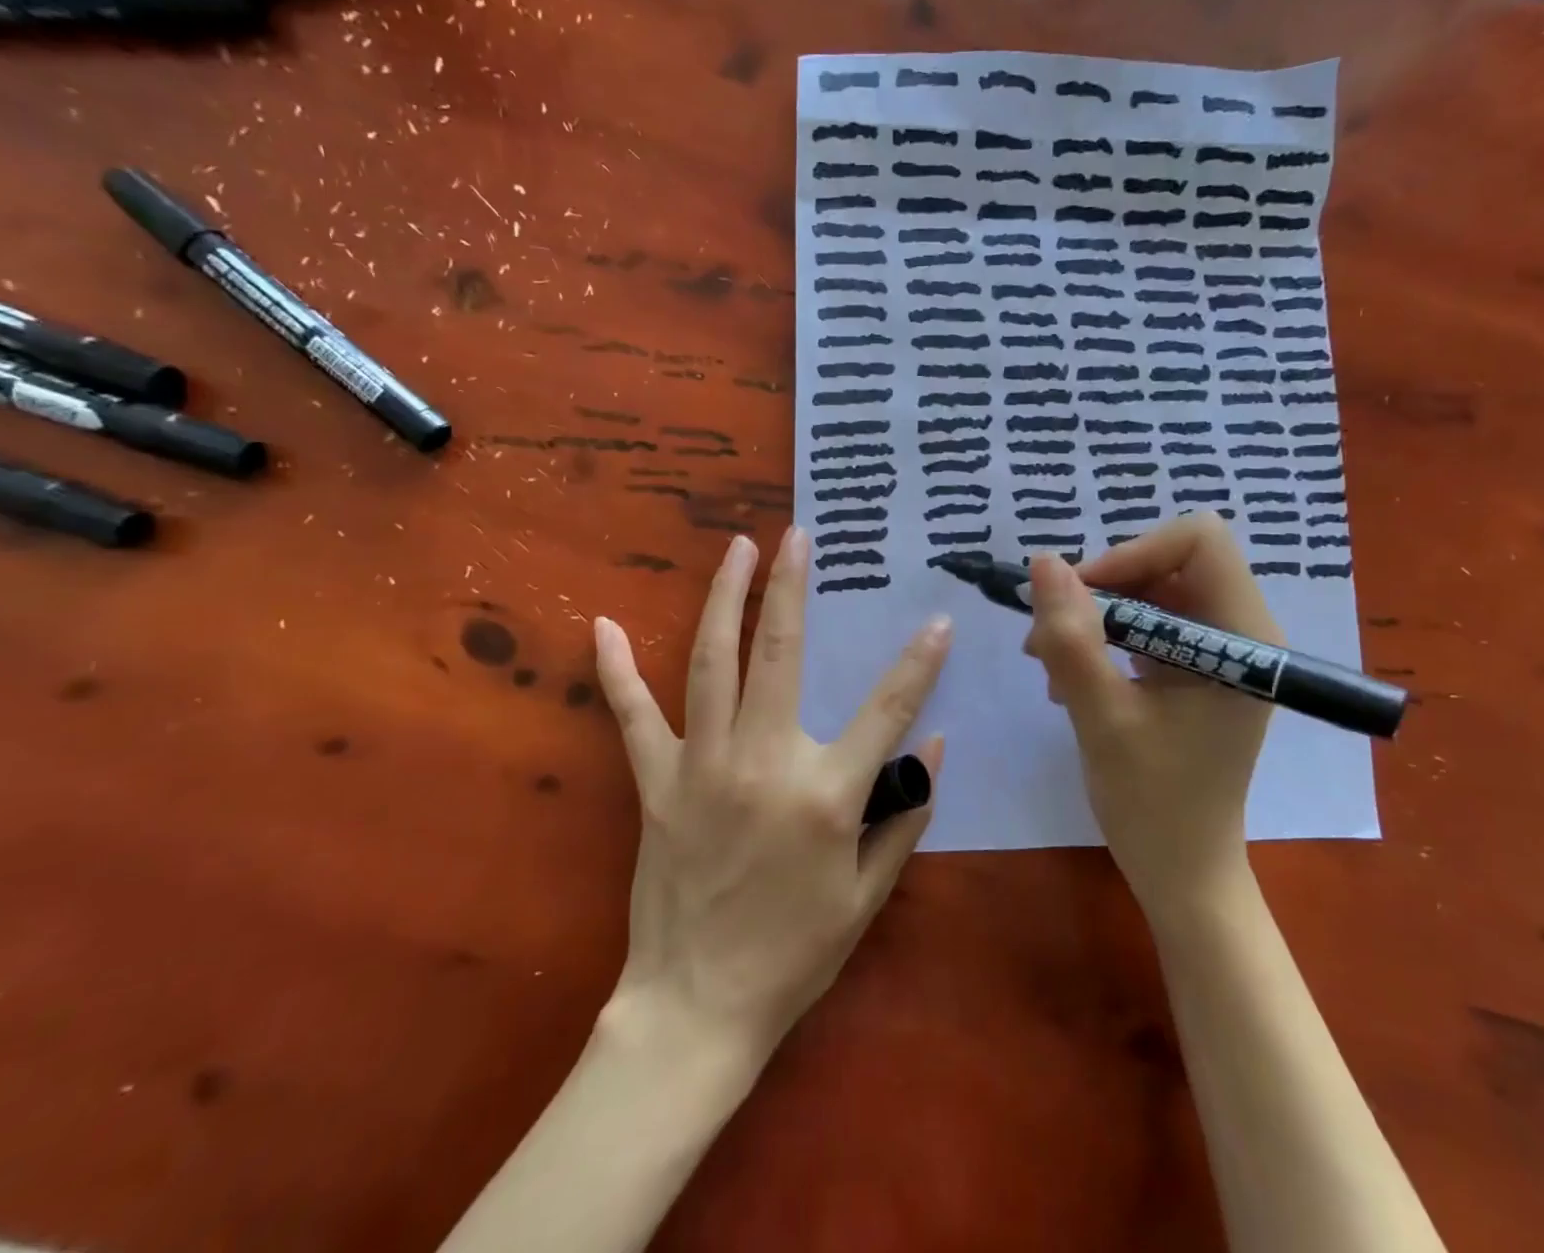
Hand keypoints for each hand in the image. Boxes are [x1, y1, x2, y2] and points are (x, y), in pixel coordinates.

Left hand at [592, 526, 951, 1067]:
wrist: (698, 1006)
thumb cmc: (795, 953)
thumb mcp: (868, 894)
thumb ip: (906, 814)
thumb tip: (934, 745)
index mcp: (825, 794)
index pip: (887, 710)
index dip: (919, 663)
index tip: (938, 620)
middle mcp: (763, 762)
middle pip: (781, 654)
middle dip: (791, 588)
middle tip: (796, 536)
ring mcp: (702, 766)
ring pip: (712, 662)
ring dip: (725, 598)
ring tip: (735, 549)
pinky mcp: (657, 783)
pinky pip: (633, 716)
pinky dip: (617, 670)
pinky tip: (604, 625)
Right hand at [1022, 514, 1280, 920]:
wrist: (1181, 869)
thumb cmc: (1153, 803)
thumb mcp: (1101, 717)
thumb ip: (1072, 638)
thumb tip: (1043, 562)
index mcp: (1243, 638)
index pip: (1199, 541)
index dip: (1134, 553)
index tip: (1081, 596)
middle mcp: (1239, 631)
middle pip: (1168, 560)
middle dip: (1103, 587)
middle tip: (1050, 633)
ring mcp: (1216, 649)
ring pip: (1149, 589)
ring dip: (1093, 614)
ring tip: (1048, 662)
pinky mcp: (1193, 666)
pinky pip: (1144, 621)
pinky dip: (1101, 636)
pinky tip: (1069, 678)